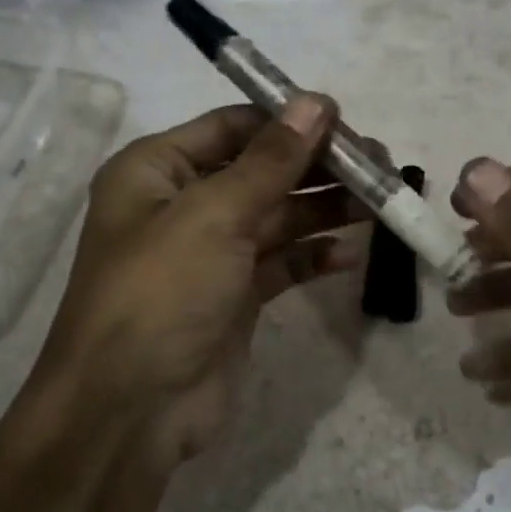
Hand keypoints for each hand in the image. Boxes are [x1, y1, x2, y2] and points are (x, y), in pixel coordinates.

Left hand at [34, 96, 366, 474]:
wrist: (131, 410)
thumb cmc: (161, 292)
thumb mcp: (213, 215)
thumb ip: (271, 160)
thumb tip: (316, 102)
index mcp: (156, 171)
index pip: (231, 127)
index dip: (287, 121)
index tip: (345, 122)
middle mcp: (181, 205)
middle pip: (261, 171)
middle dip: (317, 167)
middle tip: (379, 165)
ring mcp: (210, 254)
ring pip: (277, 217)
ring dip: (325, 209)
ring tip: (380, 203)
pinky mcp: (234, 296)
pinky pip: (282, 263)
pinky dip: (313, 257)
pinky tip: (349, 255)